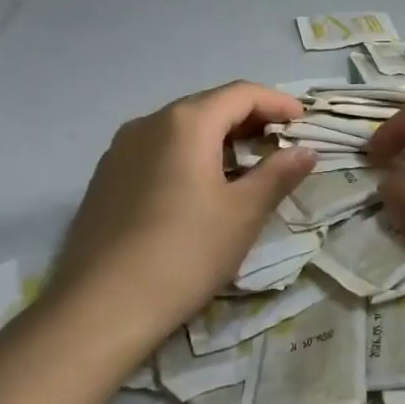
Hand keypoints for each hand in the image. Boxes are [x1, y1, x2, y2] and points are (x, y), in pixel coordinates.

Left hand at [49, 82, 315, 338]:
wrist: (99, 310)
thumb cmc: (184, 253)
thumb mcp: (243, 214)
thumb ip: (278, 174)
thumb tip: (305, 150)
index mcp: (186, 122)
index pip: (241, 94)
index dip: (278, 103)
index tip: (304, 121)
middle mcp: (149, 123)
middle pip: (210, 105)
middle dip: (250, 119)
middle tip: (281, 143)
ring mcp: (121, 150)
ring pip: (181, 128)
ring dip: (219, 138)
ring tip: (246, 166)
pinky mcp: (106, 178)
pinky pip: (158, 150)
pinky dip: (190, 155)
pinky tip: (201, 187)